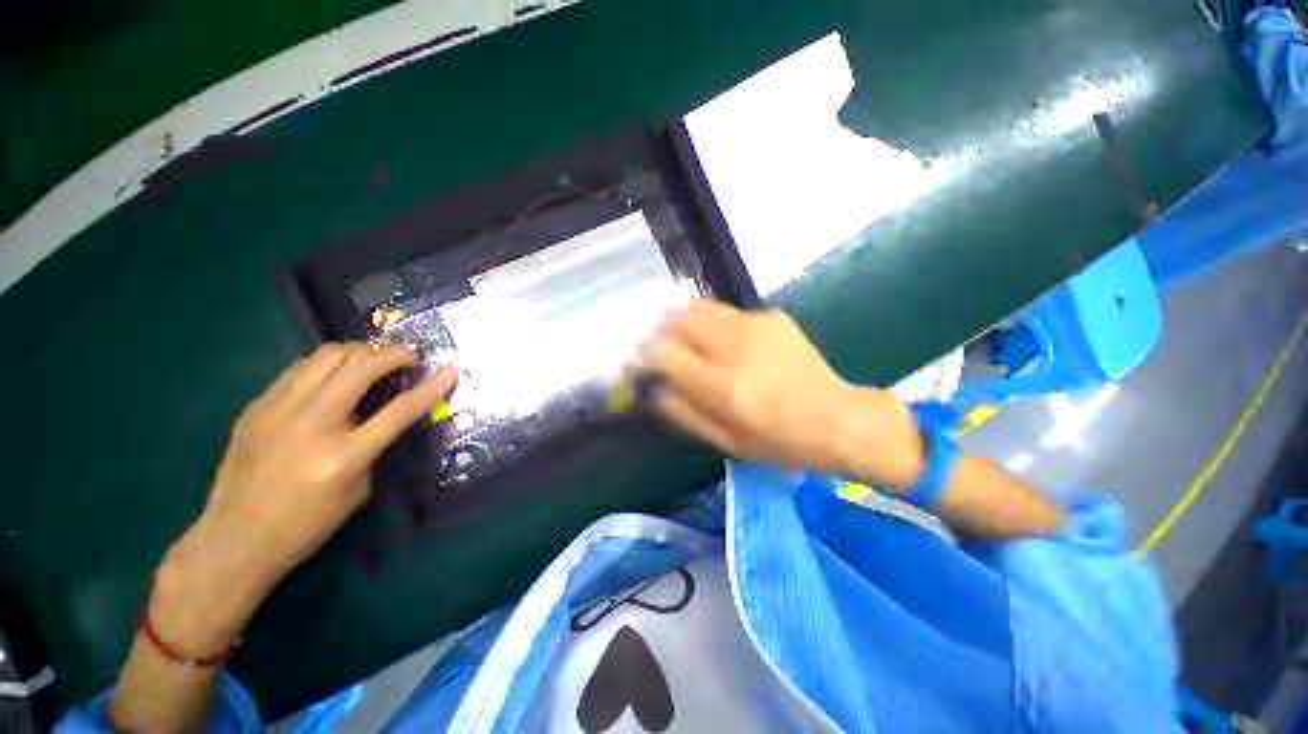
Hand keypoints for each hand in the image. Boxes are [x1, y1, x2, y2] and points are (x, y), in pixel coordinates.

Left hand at [153, 343, 457, 653]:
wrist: (234, 538)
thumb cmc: (306, 524)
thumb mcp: (358, 489)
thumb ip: (374, 446)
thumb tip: (382, 415)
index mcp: (343, 455)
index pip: (401, 409)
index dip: (433, 386)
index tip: (452, 367)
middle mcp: (310, 424)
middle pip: (359, 367)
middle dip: (392, 353)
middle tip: (409, 356)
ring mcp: (276, 410)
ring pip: (325, 356)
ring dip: (359, 351)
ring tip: (374, 358)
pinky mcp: (256, 406)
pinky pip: (299, 369)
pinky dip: (328, 364)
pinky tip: (335, 375)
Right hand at [638, 300, 923, 487]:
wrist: (838, 418)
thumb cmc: (779, 441)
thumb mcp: (725, 442)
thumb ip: (683, 412)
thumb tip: (652, 387)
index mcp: (723, 387)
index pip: (664, 354)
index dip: (643, 354)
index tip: (639, 360)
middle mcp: (736, 348)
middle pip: (678, 318)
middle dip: (660, 329)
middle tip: (660, 345)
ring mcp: (756, 326)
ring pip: (700, 307)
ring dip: (683, 320)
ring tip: (688, 340)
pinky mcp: (772, 317)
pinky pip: (728, 313)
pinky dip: (715, 325)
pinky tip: (729, 344)